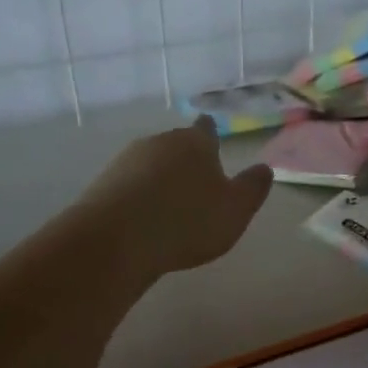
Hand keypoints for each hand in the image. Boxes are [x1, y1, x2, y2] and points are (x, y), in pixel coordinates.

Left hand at [78, 118, 272, 277]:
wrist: (118, 239)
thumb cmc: (189, 221)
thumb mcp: (236, 210)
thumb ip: (252, 188)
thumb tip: (264, 168)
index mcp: (196, 143)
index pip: (206, 129)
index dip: (211, 135)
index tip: (214, 141)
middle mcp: (159, 142)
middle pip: (176, 145)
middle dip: (186, 161)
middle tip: (198, 184)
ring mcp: (127, 161)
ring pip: (151, 165)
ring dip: (161, 180)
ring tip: (172, 207)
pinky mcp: (104, 184)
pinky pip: (130, 186)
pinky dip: (140, 197)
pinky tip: (146, 220)